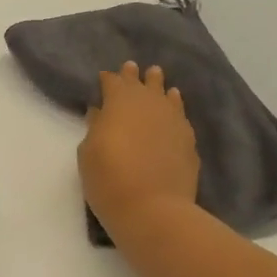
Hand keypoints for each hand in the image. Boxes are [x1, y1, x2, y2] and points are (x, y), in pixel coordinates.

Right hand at [78, 61, 200, 235]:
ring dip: (158, 86)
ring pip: (165, 94)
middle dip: (134, 76)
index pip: (113, 82)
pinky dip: (174, 106)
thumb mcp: (88, 153)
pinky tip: (174, 106)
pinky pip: (180, 114)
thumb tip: (100, 113)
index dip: (108, 79)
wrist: (153, 208)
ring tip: (156, 78)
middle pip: (141, 82)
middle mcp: (149, 103)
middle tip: (132, 68)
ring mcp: (173, 120)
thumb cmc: (109, 179)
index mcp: (119, 101)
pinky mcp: (188, 139)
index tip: (104, 78)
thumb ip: (95, 128)